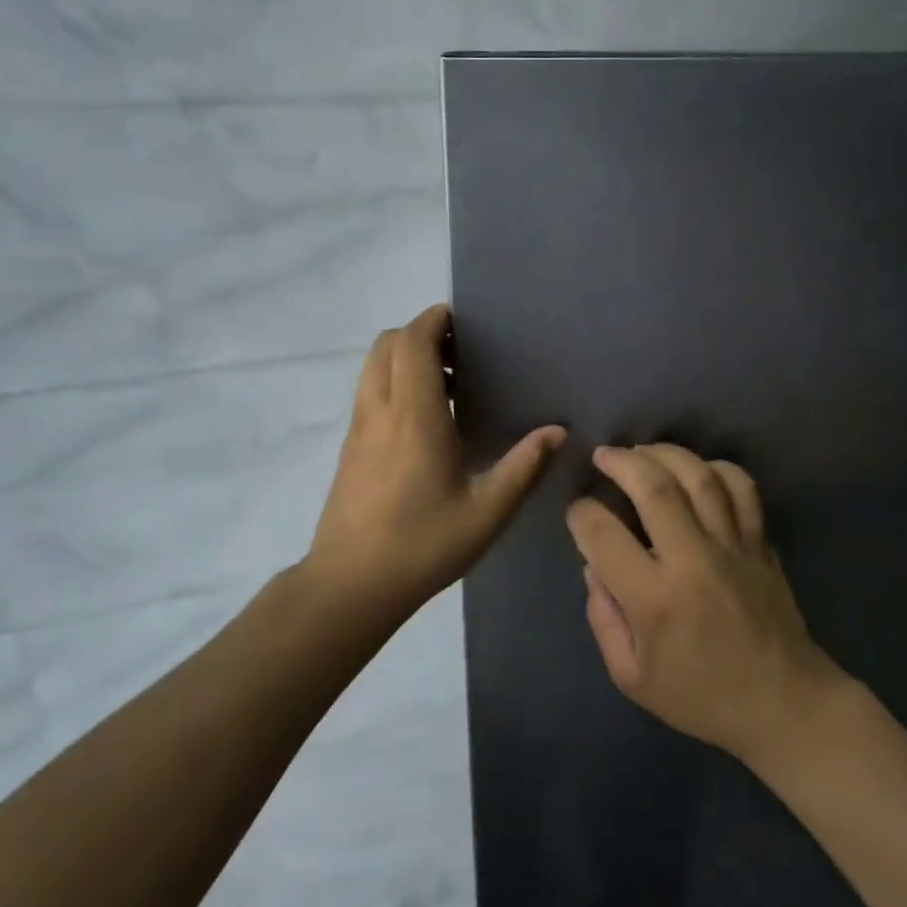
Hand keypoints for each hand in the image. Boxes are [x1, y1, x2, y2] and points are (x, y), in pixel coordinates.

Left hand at [306, 305, 565, 611]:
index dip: (433, 320)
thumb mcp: (487, 511)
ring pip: (371, 367)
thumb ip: (523, 467)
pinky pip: (368, 392)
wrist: (350, 586)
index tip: (462, 321)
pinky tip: (422, 422)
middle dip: (419, 334)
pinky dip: (392, 383)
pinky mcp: (349, 448)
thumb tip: (557, 431)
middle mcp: (380, 410)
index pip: (412, 342)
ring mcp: (358, 428)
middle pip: (386, 344)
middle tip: (459, 354)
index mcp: (414, 416)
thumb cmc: (422, 545)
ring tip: (445, 385)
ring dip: (403, 358)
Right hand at [567, 444, 839, 761]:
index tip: (577, 512)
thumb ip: (603, 619)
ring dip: (664, 453)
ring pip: (698, 476)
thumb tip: (592, 567)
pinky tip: (697, 469)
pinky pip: (741, 487)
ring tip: (642, 451)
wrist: (784, 704)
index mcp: (655, 599)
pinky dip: (717, 467)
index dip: (580, 514)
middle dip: (620, 461)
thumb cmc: (702, 696)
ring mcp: (733, 546)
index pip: (602, 534)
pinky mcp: (760, 542)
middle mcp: (693, 560)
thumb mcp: (632, 677)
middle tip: (603, 456)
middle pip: (653, 487)